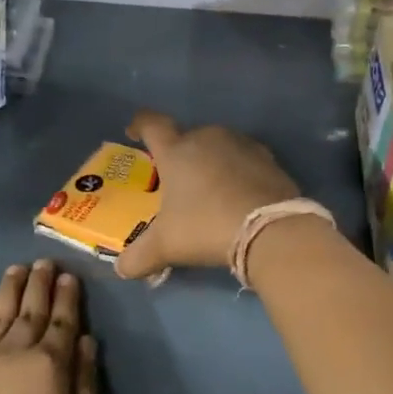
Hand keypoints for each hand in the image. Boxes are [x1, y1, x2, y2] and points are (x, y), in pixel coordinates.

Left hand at [0, 261, 97, 393]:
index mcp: (48, 366)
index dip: (67, 298)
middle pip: (30, 309)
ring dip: (9, 289)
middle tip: (45, 262)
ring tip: (17, 270)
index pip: (62, 321)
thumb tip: (85, 340)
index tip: (69, 277)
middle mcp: (13, 352)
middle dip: (40, 283)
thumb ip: (84, 383)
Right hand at [114, 110, 300, 278]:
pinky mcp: (269, 160)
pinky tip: (238, 195)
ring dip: (211, 161)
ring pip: (218, 146)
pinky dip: (238, 172)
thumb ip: (139, 257)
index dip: (140, 124)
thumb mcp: (166, 246)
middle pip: (188, 136)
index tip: (134, 131)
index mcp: (177, 150)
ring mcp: (242, 145)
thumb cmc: (205, 226)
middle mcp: (208, 138)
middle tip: (176, 179)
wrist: (270, 229)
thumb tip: (122, 269)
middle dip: (180, 153)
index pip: (152, 124)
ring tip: (208, 188)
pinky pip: (245, 160)